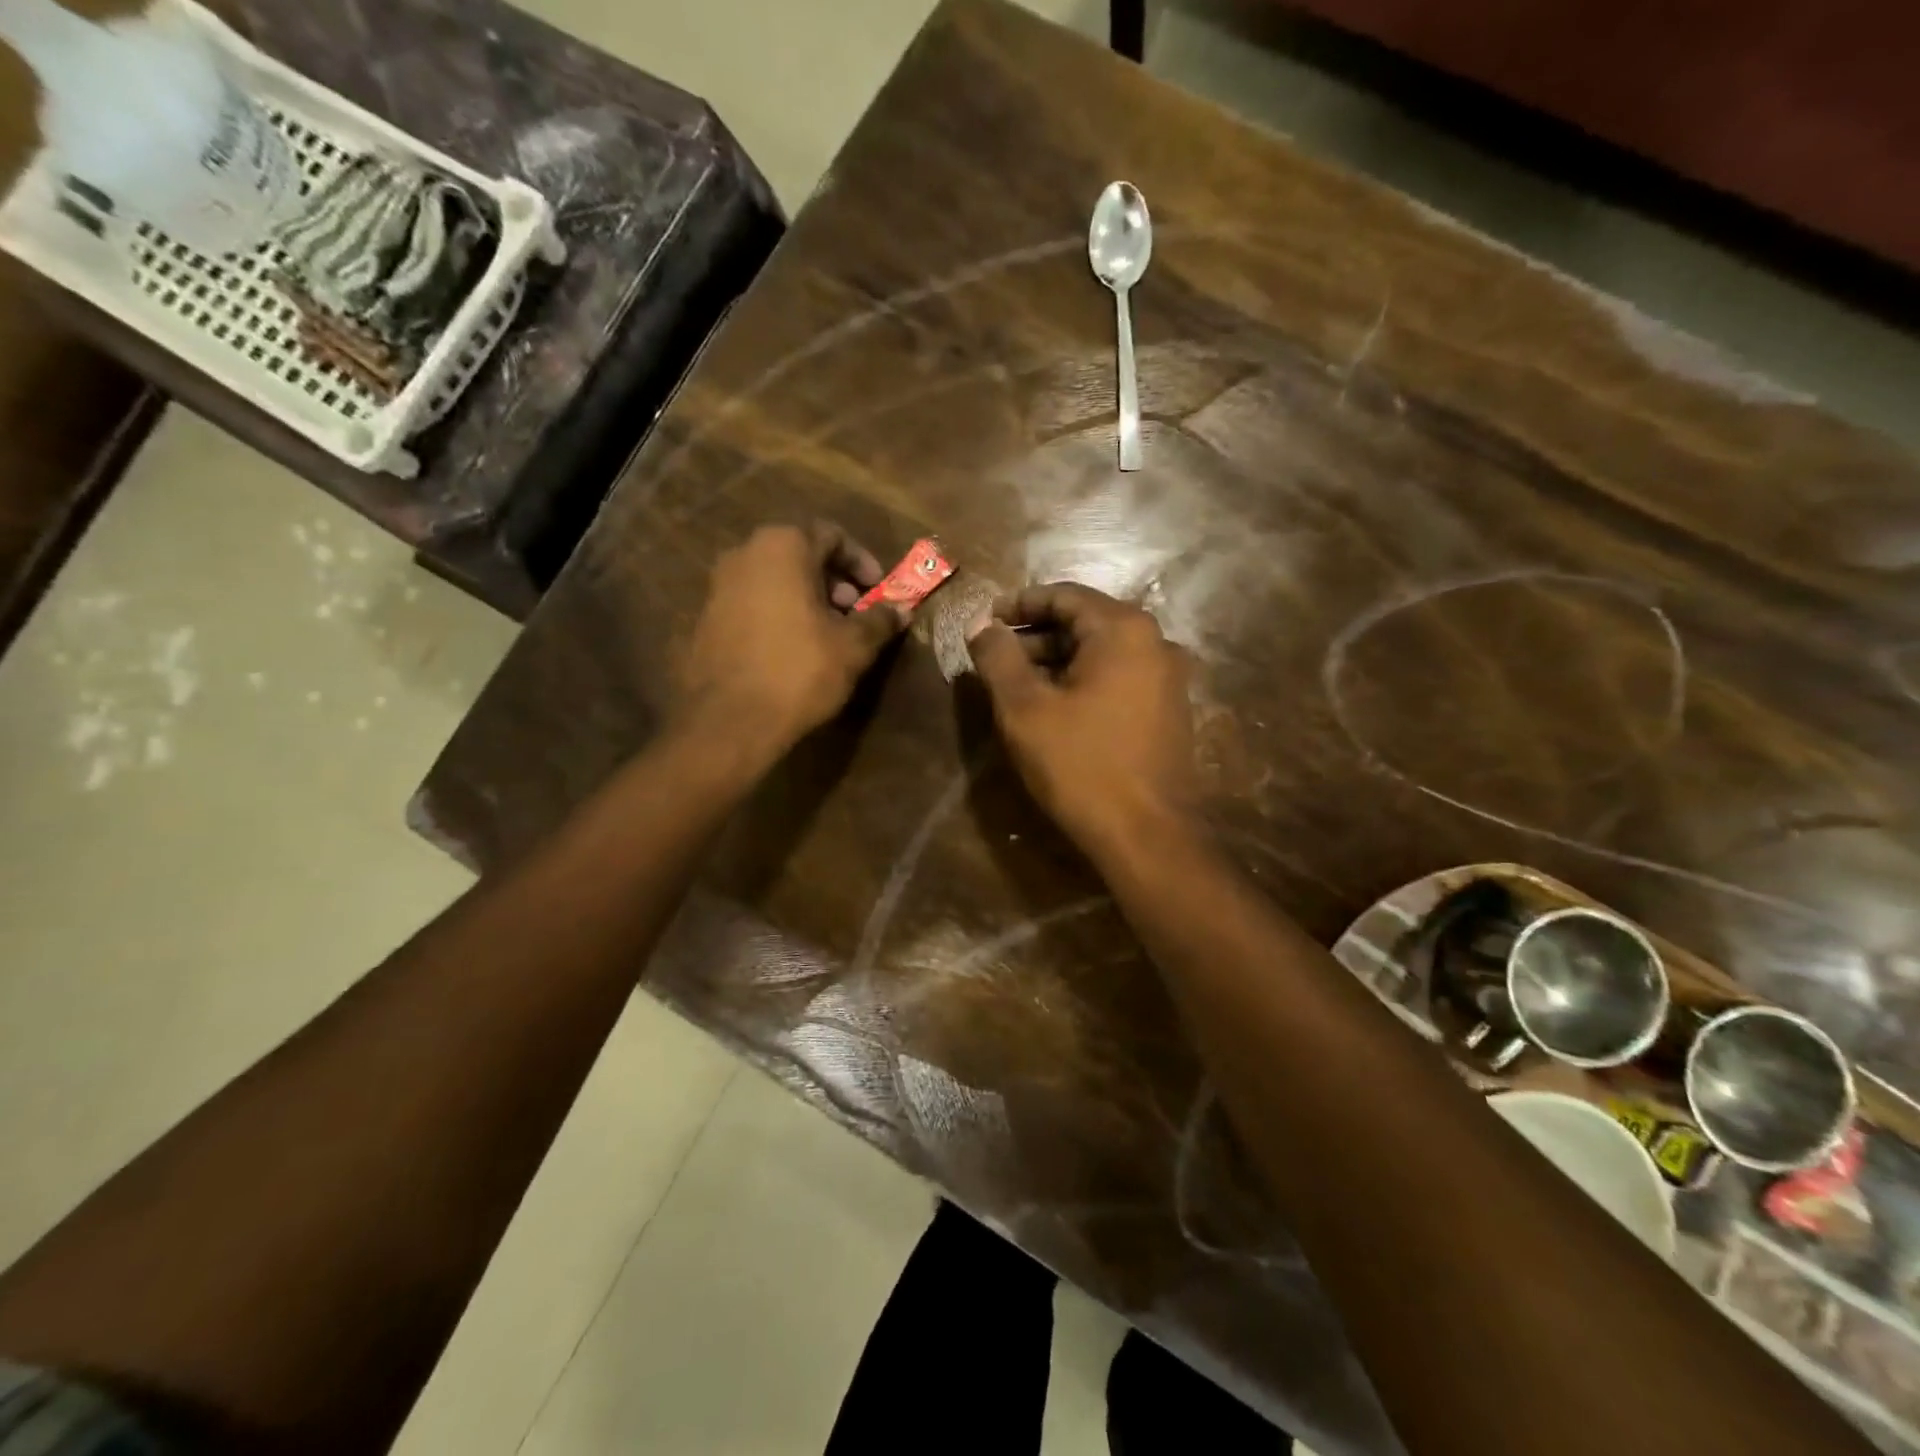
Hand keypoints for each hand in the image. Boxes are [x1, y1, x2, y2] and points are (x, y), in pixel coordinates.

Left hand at [674, 523, 903, 763]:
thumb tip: (902, 610)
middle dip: (834, 580)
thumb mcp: (853, 646)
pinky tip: (794, 648)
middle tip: (855, 612)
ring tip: (828, 633)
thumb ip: (880, 620)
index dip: (862, 561)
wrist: (729, 721)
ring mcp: (718, 585)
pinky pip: (753, 601)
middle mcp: (744, 553)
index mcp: (783, 546)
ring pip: (775, 578)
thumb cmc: (799, 670)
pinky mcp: (705, 617)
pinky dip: (779, 612)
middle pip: (800, 554)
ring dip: (807, 597)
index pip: (831, 535)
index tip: (878, 589)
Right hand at [970, 583, 1200, 855]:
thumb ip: (998, 657)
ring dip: (1056, 660)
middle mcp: (1155, 643)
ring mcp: (1167, 679)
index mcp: (1123, 630)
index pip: (1064, 595)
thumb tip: (980, 625)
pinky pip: (1118, 678)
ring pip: (1101, 653)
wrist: (1147, 835)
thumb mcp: (1025, 708)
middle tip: (994, 656)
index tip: (984, 619)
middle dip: (1035, 635)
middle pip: (1085, 622)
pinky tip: (1054, 707)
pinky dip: (1082, 681)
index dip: (1019, 603)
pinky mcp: (1168, 711)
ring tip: (1016, 684)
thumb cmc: (1081, 764)